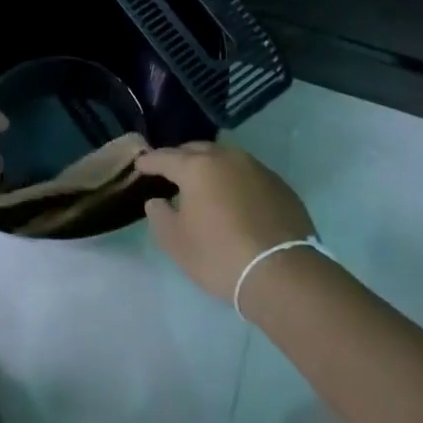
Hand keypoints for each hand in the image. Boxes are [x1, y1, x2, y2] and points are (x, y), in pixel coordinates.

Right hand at [134, 142, 315, 300]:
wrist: (282, 272)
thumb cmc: (219, 255)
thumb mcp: (177, 242)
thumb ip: (160, 216)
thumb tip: (157, 201)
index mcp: (197, 167)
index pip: (165, 157)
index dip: (149, 161)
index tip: (140, 165)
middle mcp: (227, 158)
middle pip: (197, 150)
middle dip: (181, 157)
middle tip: (170, 171)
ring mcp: (257, 168)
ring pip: (225, 158)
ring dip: (210, 166)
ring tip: (202, 183)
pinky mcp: (279, 184)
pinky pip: (247, 174)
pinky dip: (234, 180)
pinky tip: (233, 198)